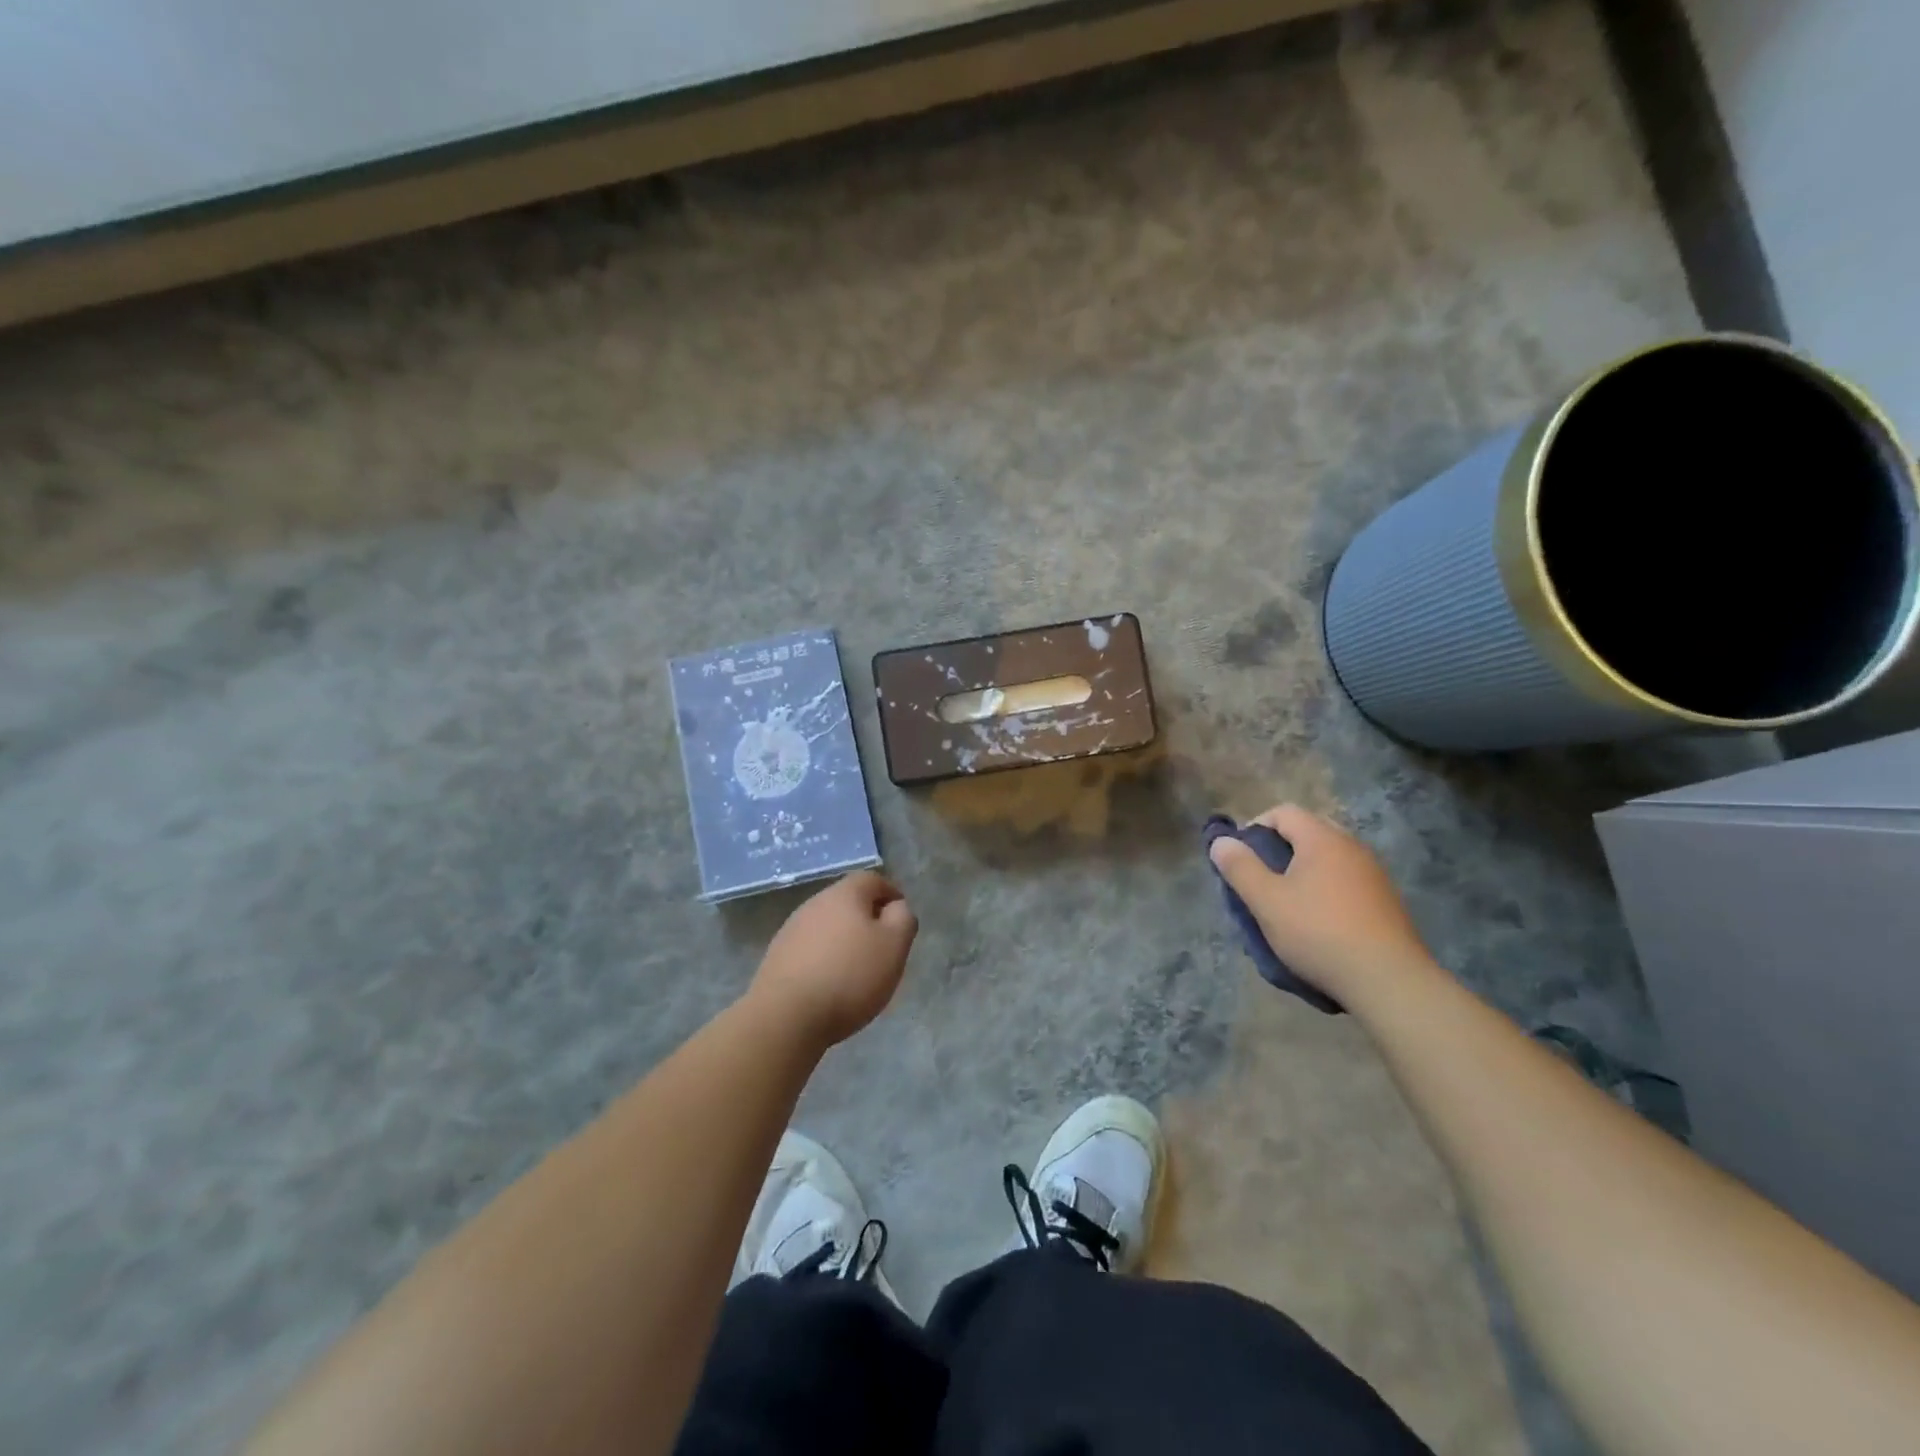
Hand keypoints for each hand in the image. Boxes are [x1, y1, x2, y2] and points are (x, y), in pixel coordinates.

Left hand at [748, 872, 917, 1048]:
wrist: (786, 1017)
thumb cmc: (850, 976)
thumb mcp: (894, 946)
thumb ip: (903, 918)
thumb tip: (896, 907)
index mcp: (844, 894)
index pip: (873, 880)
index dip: (891, 894)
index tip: (902, 920)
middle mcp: (814, 904)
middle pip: (848, 902)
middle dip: (867, 920)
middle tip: (883, 948)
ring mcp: (791, 930)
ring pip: (828, 926)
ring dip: (844, 941)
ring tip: (858, 971)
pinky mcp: (777, 957)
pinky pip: (810, 950)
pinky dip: (824, 960)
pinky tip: (830, 985)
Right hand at [1207, 804, 1433, 1002]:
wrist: (1389, 981)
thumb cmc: (1319, 933)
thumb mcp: (1267, 901)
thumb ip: (1240, 867)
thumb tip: (1220, 841)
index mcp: (1323, 839)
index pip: (1283, 812)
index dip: (1254, 827)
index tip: (1240, 857)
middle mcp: (1352, 847)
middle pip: (1308, 832)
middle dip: (1279, 848)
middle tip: (1261, 878)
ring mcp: (1374, 874)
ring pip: (1328, 858)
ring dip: (1303, 871)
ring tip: (1286, 903)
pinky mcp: (1386, 902)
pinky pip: (1346, 881)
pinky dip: (1325, 890)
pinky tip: (1318, 922)